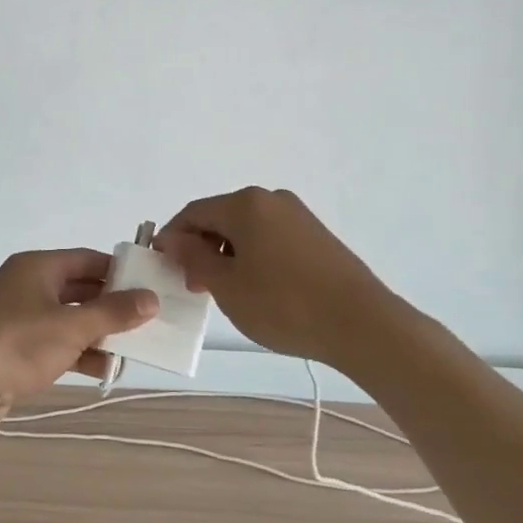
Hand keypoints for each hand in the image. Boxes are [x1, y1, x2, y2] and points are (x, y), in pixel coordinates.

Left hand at [0, 250, 158, 434]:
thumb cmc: (16, 344)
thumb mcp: (71, 326)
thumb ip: (113, 313)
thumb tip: (151, 299)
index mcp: (38, 267)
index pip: (88, 260)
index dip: (120, 272)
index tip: (150, 287)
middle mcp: (27, 286)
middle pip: (79, 289)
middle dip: (111, 306)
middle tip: (147, 321)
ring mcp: (18, 318)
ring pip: (68, 319)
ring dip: (97, 333)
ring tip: (131, 349)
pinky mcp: (13, 349)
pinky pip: (54, 343)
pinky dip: (77, 352)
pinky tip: (103, 369)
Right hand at [157, 188, 399, 369]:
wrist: (360, 322)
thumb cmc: (284, 304)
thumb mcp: (227, 286)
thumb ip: (194, 258)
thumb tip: (173, 239)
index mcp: (245, 204)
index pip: (193, 212)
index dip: (172, 237)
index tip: (162, 267)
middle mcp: (271, 199)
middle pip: (221, 217)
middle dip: (201, 248)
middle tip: (194, 286)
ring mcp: (297, 215)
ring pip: (246, 229)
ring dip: (227, 254)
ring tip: (227, 292)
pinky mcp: (315, 235)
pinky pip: (270, 238)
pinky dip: (253, 256)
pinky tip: (258, 288)